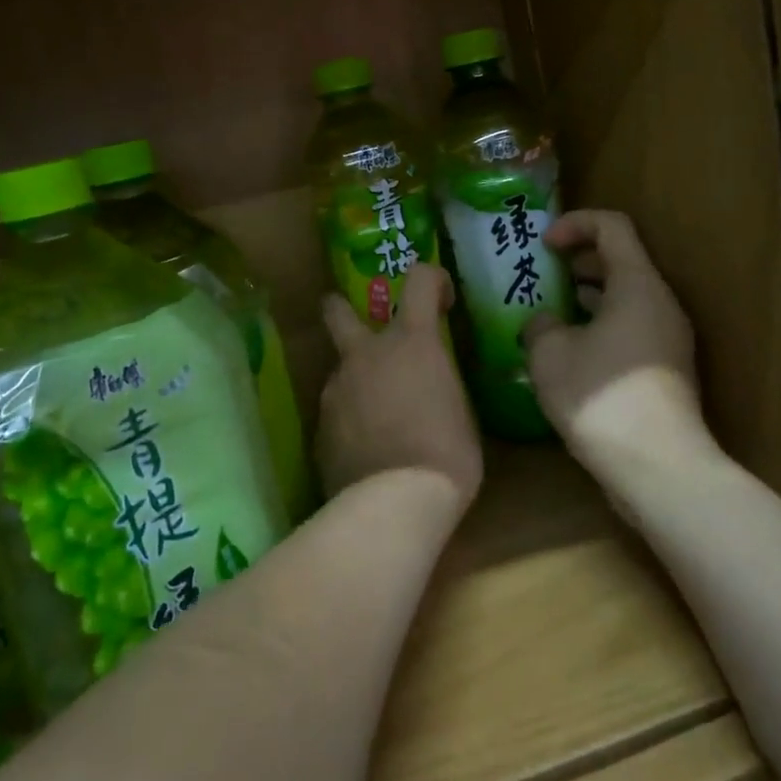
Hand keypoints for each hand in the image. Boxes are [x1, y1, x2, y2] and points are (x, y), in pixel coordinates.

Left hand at [316, 264, 483, 509]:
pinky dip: (350, 421)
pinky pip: (336, 412)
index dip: (431, 279)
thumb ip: (440, 383)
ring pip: (341, 371)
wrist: (395, 501)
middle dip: (342, 309)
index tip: (442, 299)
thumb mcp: (461, 409)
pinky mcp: (320, 427)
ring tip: (379, 419)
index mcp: (411, 342)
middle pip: (338, 311)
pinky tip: (366, 450)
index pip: (418, 280)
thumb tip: (430, 386)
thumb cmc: (447, 453)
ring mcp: (336, 389)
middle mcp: (366, 355)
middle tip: (358, 325)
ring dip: (357, 383)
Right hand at [523, 210, 703, 467]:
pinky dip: (599, 327)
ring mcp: (667, 338)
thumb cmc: (601, 397)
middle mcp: (660, 303)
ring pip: (625, 298)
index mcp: (637, 284)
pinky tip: (567, 354)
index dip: (574, 224)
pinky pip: (630, 329)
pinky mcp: (664, 369)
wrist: (658, 467)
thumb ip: (540, 324)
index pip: (612, 226)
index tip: (543, 245)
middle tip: (540, 276)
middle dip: (577, 262)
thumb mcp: (550, 353)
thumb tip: (543, 323)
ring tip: (547, 315)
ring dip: (586, 298)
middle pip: (621, 260)